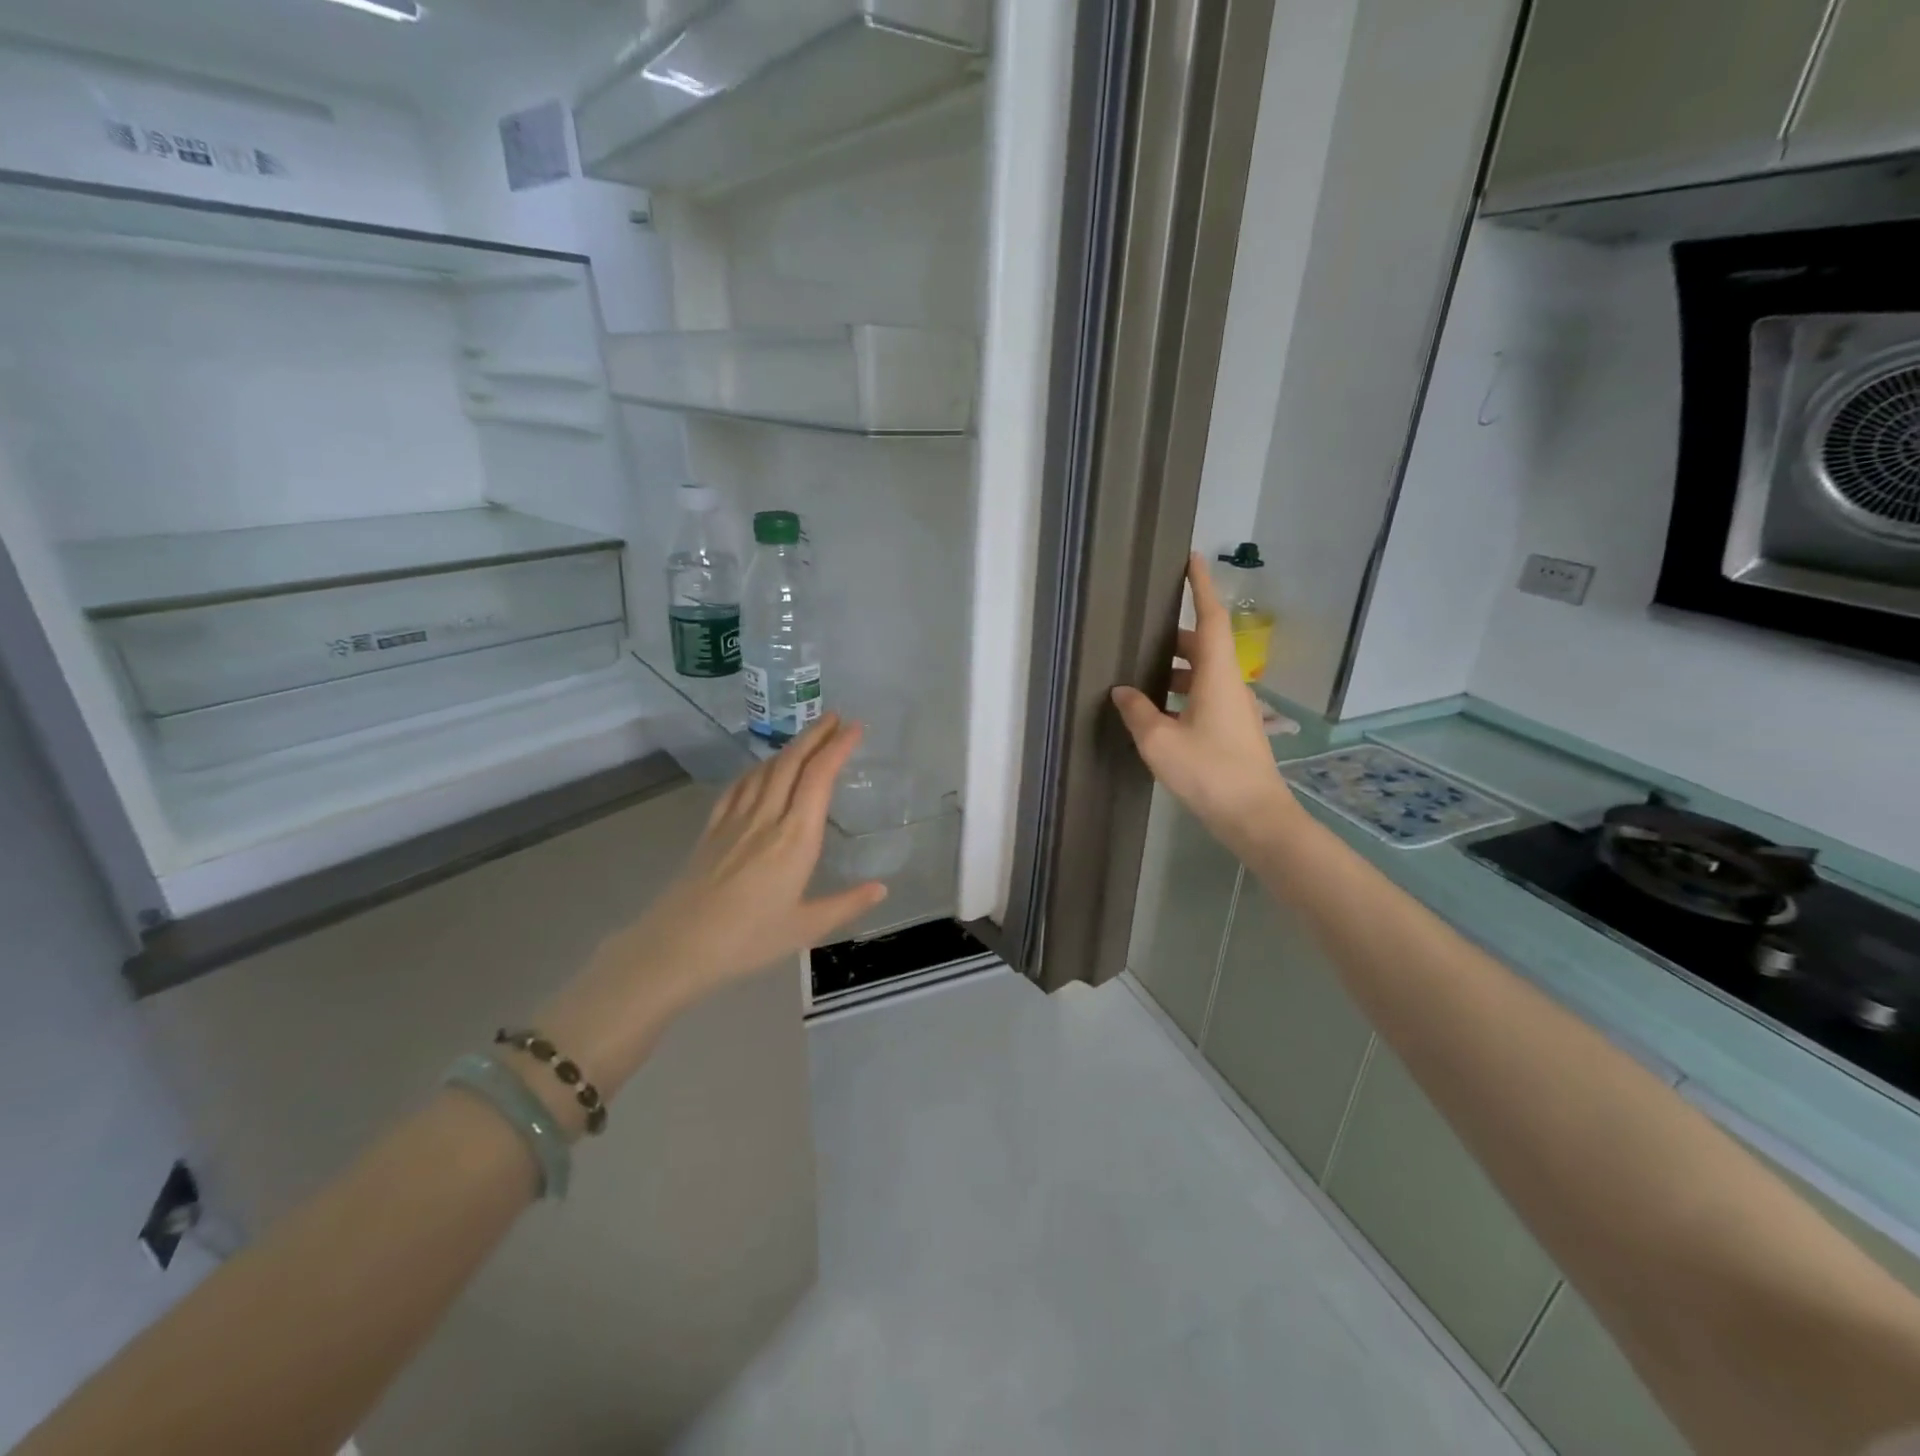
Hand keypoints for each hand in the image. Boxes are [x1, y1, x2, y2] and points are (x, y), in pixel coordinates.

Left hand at [535, 715, 886, 1100]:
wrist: (678, 947)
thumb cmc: (747, 940)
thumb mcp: (805, 928)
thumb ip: (846, 905)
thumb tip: (882, 889)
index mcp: (795, 839)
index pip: (819, 779)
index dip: (837, 748)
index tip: (855, 728)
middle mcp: (766, 819)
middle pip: (792, 763)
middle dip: (815, 735)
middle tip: (835, 717)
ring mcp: (735, 821)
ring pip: (765, 770)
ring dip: (789, 747)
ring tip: (807, 737)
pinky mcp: (712, 829)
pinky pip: (737, 787)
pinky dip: (756, 769)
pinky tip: (760, 769)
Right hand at [1111, 553, 1298, 855]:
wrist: (1255, 817)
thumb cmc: (1209, 772)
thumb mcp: (1160, 742)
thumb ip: (1137, 712)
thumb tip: (1122, 691)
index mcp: (1217, 676)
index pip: (1210, 618)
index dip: (1201, 586)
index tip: (1192, 558)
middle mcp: (1230, 685)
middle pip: (1204, 646)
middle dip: (1175, 635)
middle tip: (1143, 631)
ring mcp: (1235, 710)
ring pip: (1203, 675)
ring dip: (1175, 669)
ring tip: (1140, 675)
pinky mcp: (1233, 732)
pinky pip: (1203, 698)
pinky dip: (1181, 694)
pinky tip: (1157, 714)